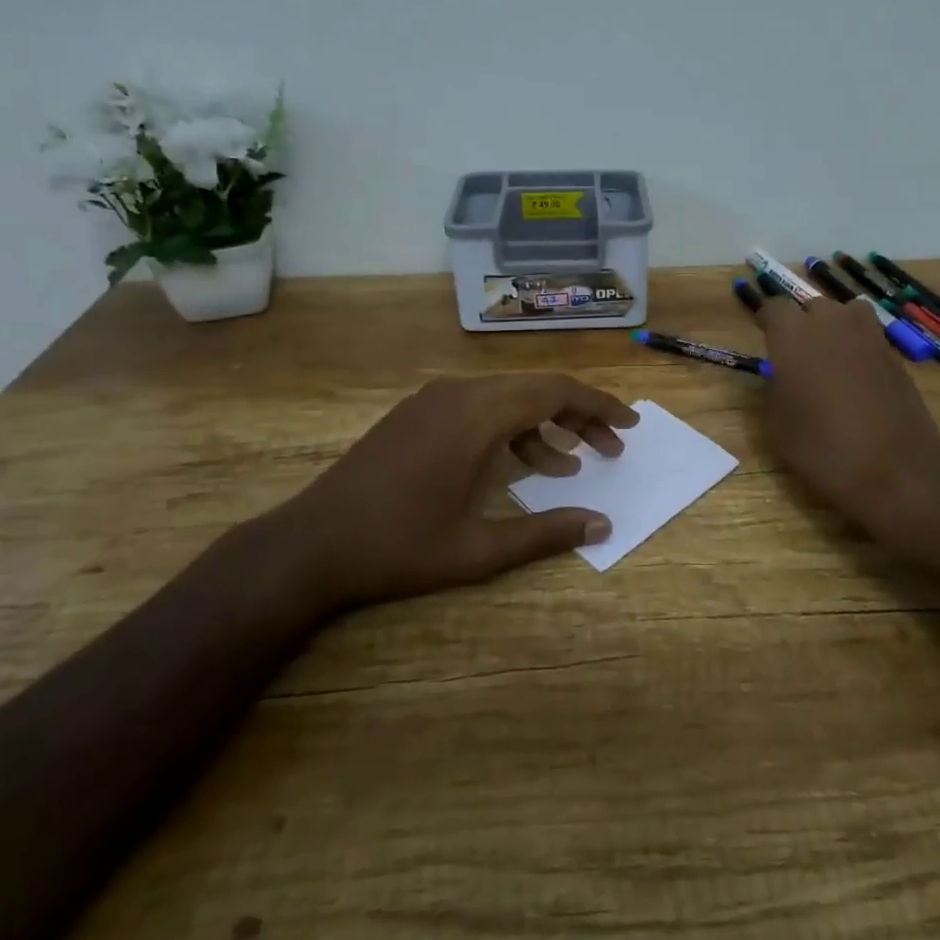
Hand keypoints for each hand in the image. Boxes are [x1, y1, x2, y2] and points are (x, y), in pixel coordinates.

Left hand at [292, 373, 638, 607]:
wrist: (310, 544)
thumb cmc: (397, 549)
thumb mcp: (478, 550)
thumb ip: (545, 533)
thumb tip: (604, 524)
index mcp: (477, 416)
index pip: (555, 392)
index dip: (598, 405)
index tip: (629, 426)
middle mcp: (459, 393)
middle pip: (536, 388)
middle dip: (578, 415)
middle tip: (610, 449)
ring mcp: (434, 399)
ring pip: (508, 396)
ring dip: (544, 423)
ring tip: (571, 465)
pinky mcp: (418, 411)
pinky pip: (480, 406)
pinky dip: (510, 428)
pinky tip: (520, 465)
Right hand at [755, 297, 939, 569]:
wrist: (897, 470)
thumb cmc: (825, 450)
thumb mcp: (780, 426)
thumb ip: (775, 390)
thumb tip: (780, 377)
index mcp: (792, 336)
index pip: (774, 307)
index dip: (767, 320)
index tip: (764, 337)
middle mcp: (830, 324)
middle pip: (811, 306)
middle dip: (801, 323)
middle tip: (796, 355)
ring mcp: (867, 335)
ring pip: (845, 312)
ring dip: (834, 326)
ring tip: (829, 357)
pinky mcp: (893, 353)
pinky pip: (868, 334)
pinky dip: (858, 345)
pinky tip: (856, 376)